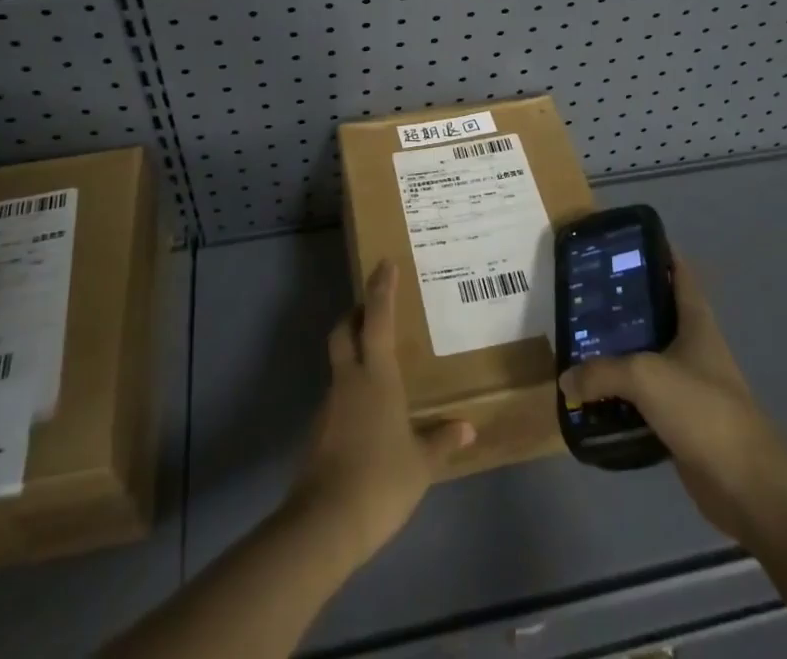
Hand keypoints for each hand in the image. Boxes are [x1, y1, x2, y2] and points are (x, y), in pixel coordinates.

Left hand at [285, 260, 474, 565]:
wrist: (325, 524)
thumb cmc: (380, 481)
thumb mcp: (421, 464)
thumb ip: (442, 440)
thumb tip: (468, 427)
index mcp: (376, 376)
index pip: (378, 318)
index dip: (381, 288)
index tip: (384, 263)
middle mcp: (349, 379)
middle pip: (345, 330)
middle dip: (356, 313)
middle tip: (373, 310)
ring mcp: (330, 404)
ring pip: (339, 362)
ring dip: (353, 352)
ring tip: (378, 364)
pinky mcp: (319, 430)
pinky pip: (337, 395)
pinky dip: (350, 389)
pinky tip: (367, 412)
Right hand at [559, 257, 786, 546]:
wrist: (747, 485)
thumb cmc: (702, 409)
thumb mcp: (644, 376)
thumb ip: (601, 373)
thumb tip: (566, 380)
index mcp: (695, 321)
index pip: (679, 272)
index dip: (656, 252)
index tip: (621, 244)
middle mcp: (693, 346)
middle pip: (656, 313)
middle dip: (623, 305)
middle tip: (584, 296)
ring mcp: (689, 385)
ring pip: (648, 358)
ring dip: (618, 353)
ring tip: (579, 343)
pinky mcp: (682, 422)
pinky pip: (645, 400)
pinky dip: (622, 397)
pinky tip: (594, 396)